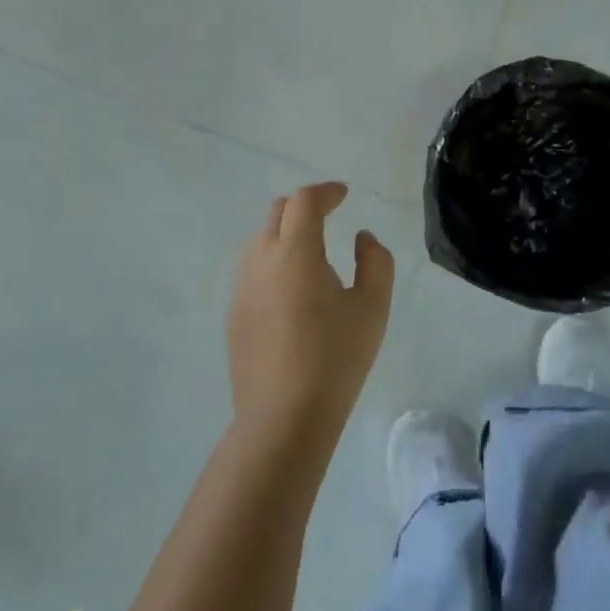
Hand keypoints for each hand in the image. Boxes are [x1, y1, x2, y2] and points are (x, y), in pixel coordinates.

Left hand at [227, 182, 394, 450]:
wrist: (283, 419)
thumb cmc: (335, 358)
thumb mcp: (372, 307)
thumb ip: (375, 261)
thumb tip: (362, 238)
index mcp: (296, 251)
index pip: (305, 200)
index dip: (326, 191)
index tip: (344, 196)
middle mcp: (262, 260)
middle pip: (278, 212)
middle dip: (304, 206)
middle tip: (329, 217)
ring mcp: (242, 288)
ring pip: (261, 240)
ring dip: (286, 234)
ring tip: (312, 256)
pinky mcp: (234, 315)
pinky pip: (253, 270)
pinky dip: (273, 262)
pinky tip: (292, 292)